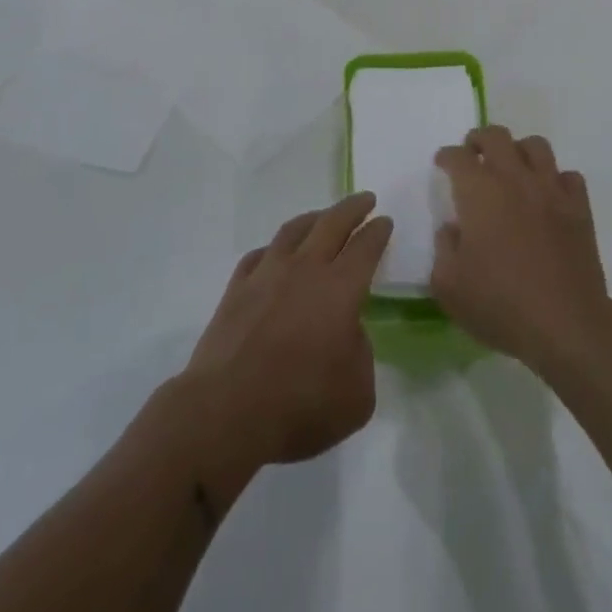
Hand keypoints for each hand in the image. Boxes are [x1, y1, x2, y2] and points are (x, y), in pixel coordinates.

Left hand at [180, 192, 392, 472]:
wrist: (226, 412)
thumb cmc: (300, 405)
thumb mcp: (357, 395)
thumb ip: (361, 354)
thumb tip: (348, 332)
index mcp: (340, 289)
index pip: (365, 247)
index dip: (378, 231)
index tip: (385, 221)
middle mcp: (305, 269)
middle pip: (332, 223)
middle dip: (352, 208)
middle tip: (365, 199)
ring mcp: (266, 274)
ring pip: (293, 230)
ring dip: (313, 218)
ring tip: (322, 216)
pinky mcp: (236, 289)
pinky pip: (260, 255)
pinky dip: (274, 249)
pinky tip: (276, 254)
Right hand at [432, 127, 610, 371]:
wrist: (566, 324)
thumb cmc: (500, 304)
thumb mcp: (449, 286)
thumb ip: (444, 249)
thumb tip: (453, 229)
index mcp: (479, 192)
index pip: (458, 157)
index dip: (447, 157)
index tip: (442, 164)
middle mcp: (514, 179)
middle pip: (496, 136)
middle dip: (479, 140)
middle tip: (473, 154)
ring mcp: (551, 190)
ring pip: (536, 146)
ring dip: (519, 150)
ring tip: (512, 168)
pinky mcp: (579, 208)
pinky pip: (568, 176)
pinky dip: (555, 179)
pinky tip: (548, 196)